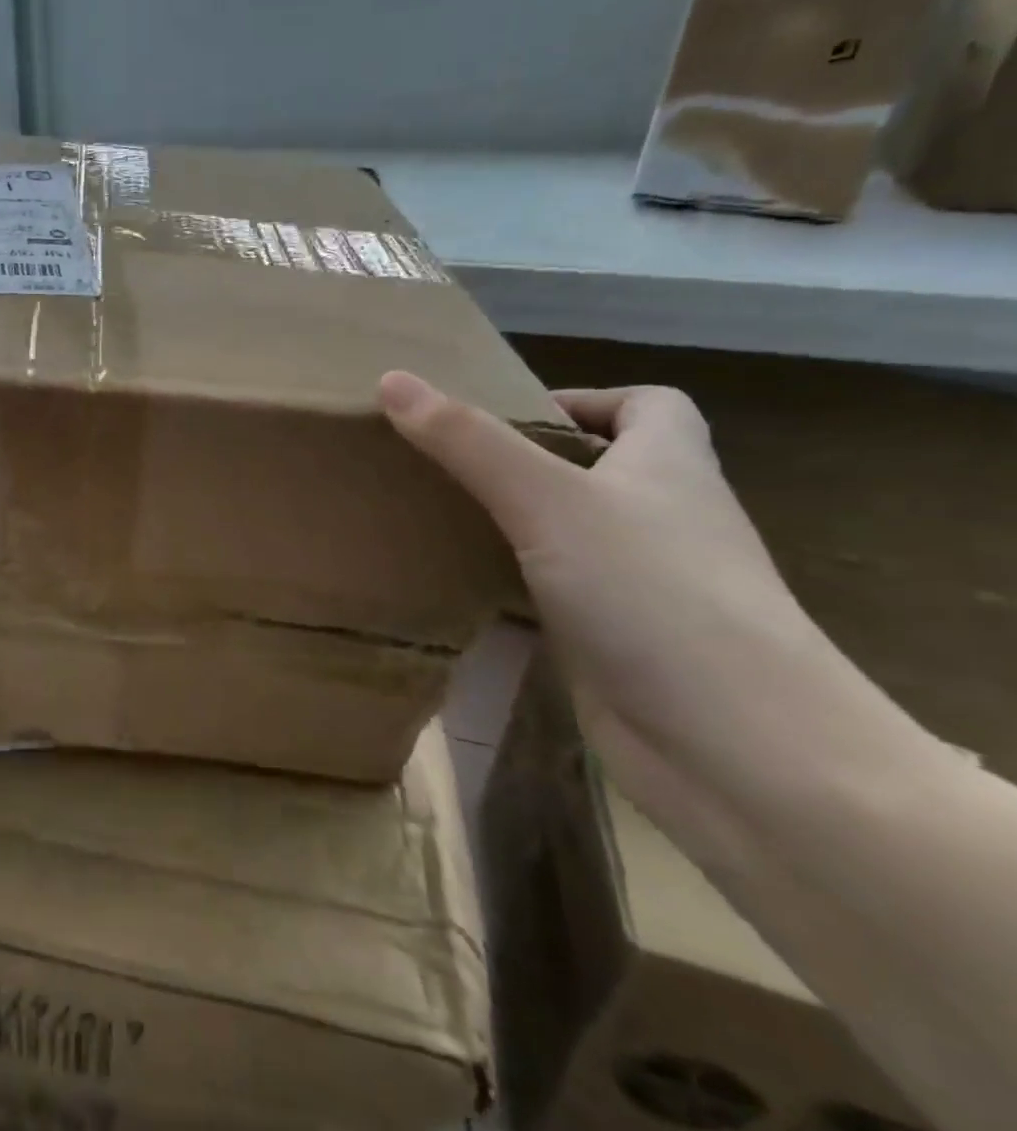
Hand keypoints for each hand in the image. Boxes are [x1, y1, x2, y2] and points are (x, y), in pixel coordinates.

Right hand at [377, 373, 923, 839]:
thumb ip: (468, 441)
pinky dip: (513, 582)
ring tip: (436, 512)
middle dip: (526, 460)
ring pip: (571, 534)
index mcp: (669, 468)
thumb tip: (392, 380)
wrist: (738, 750)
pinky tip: (460, 585)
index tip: (507, 415)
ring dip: (513, 522)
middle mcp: (662, 520)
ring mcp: (643, 586)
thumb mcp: (548, 500)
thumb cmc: (652, 594)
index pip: (647, 406)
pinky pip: (556, 592)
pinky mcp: (617, 641)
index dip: (584, 399)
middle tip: (446, 461)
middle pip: (599, 469)